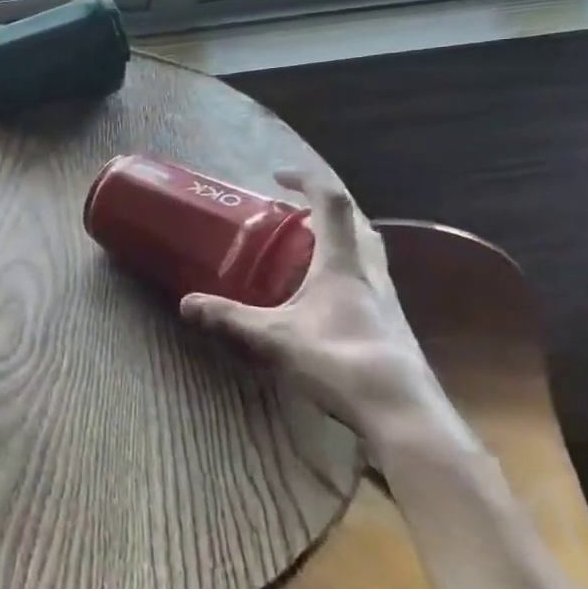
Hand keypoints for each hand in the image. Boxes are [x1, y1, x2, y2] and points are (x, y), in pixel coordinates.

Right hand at [180, 168, 448, 450]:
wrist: (401, 410)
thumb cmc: (338, 360)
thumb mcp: (274, 338)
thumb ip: (230, 318)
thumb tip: (186, 304)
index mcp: (342, 263)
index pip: (332, 203)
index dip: (306, 181)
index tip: (278, 178)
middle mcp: (370, 271)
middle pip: (357, 221)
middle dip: (325, 208)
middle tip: (293, 214)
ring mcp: (387, 298)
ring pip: (368, 249)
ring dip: (341, 236)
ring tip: (307, 248)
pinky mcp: (392, 322)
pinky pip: (370, 277)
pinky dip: (347, 268)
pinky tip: (326, 296)